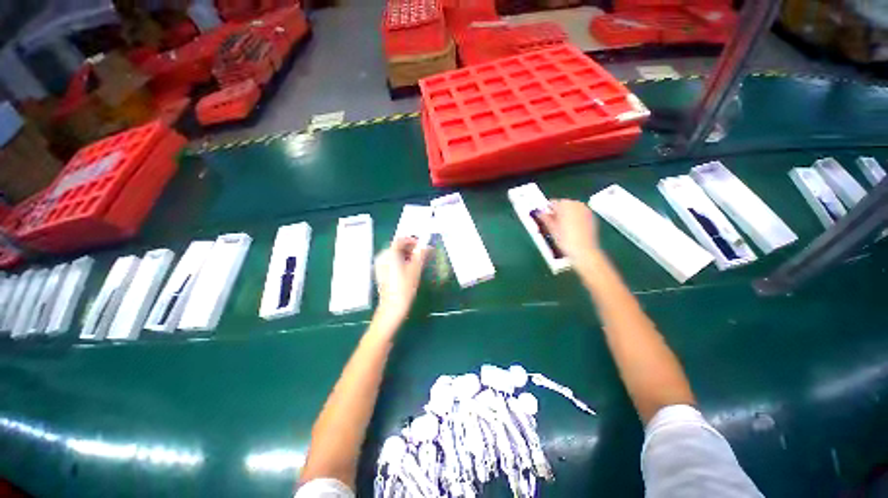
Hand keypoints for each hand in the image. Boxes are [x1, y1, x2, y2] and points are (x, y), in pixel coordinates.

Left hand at [374, 238, 428, 323]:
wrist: (393, 306)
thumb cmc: (405, 287)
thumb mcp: (416, 269)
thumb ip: (421, 254)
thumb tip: (427, 246)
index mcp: (390, 254)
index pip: (401, 239)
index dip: (412, 240)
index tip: (421, 245)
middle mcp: (382, 257)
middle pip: (396, 246)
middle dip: (409, 248)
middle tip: (421, 253)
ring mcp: (380, 265)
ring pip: (394, 254)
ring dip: (405, 254)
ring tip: (416, 262)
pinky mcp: (380, 272)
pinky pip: (390, 261)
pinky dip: (399, 261)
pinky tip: (407, 269)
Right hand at [538, 200, 600, 261]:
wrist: (583, 251)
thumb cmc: (565, 239)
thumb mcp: (551, 229)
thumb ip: (544, 218)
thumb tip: (539, 213)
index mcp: (565, 204)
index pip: (552, 202)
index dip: (546, 210)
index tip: (543, 217)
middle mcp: (577, 204)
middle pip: (563, 204)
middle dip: (557, 212)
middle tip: (551, 223)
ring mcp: (586, 210)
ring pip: (572, 209)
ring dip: (565, 215)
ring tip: (560, 227)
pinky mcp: (591, 217)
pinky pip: (579, 214)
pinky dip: (574, 218)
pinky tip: (570, 229)